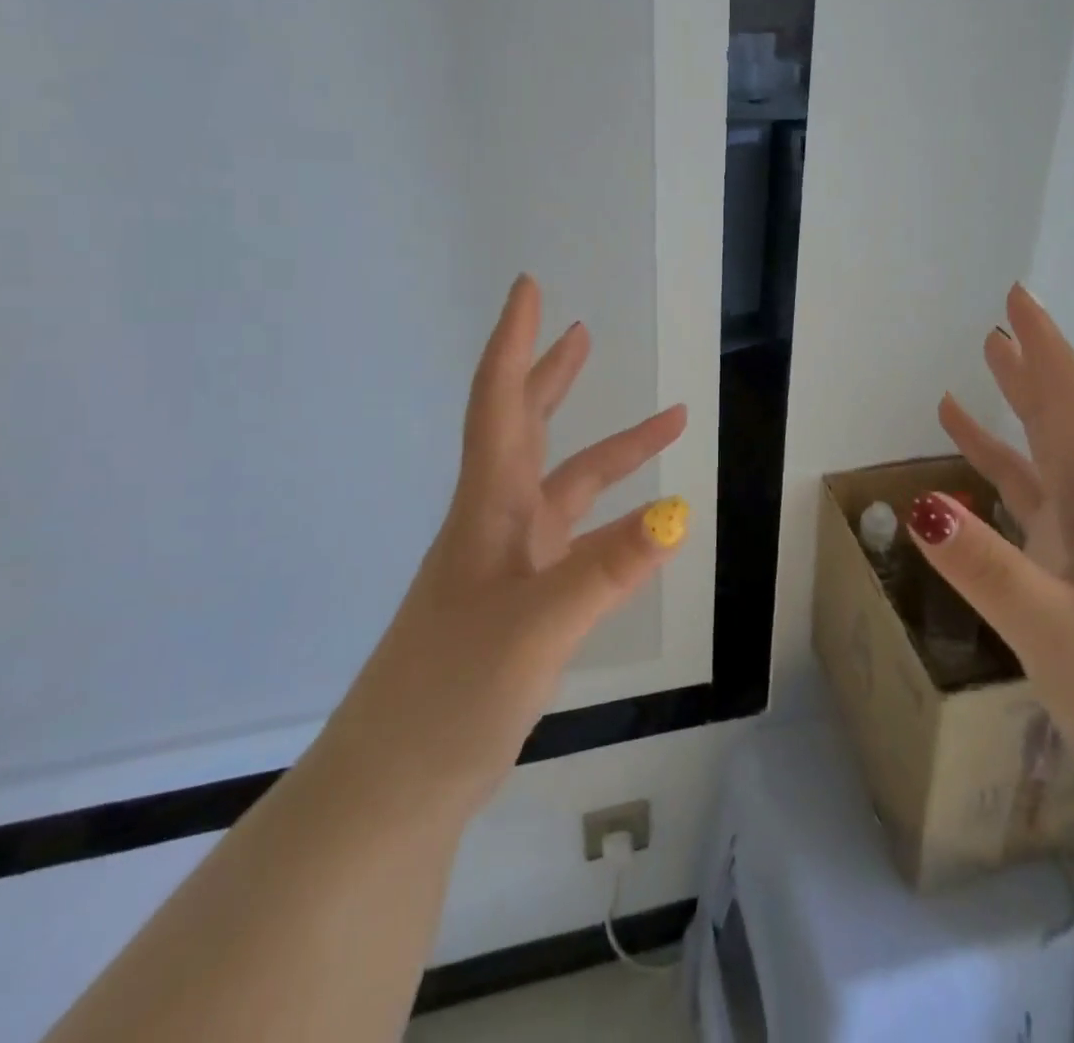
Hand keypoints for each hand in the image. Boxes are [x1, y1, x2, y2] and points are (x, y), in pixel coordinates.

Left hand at [324, 275, 687, 814]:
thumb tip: (677, 513)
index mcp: (489, 509)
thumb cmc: (450, 694)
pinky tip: (645, 525)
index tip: (530, 288)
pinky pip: (576, 539)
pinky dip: (612, 520)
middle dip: (555, 376)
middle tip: (582, 332)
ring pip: (567, 486)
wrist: (396, 785)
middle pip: (527, 428)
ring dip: (614, 451)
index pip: (500, 402)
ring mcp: (509, 563)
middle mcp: (497, 523)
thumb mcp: (536, 627)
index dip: (515, 341)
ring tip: (668, 424)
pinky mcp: (522, 601)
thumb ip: (606, 569)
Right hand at [912, 284, 1073, 824]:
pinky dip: (1000, 490)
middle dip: (1030, 374)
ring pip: (1043, 470)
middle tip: (995, 329)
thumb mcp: (1055, 632)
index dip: (1047, 352)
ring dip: (1008, 425)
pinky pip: (1030, 518)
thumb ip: (987, 569)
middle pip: (1063, 428)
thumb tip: (920, 505)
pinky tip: (971, 491)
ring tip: (964, 390)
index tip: (1019, 301)